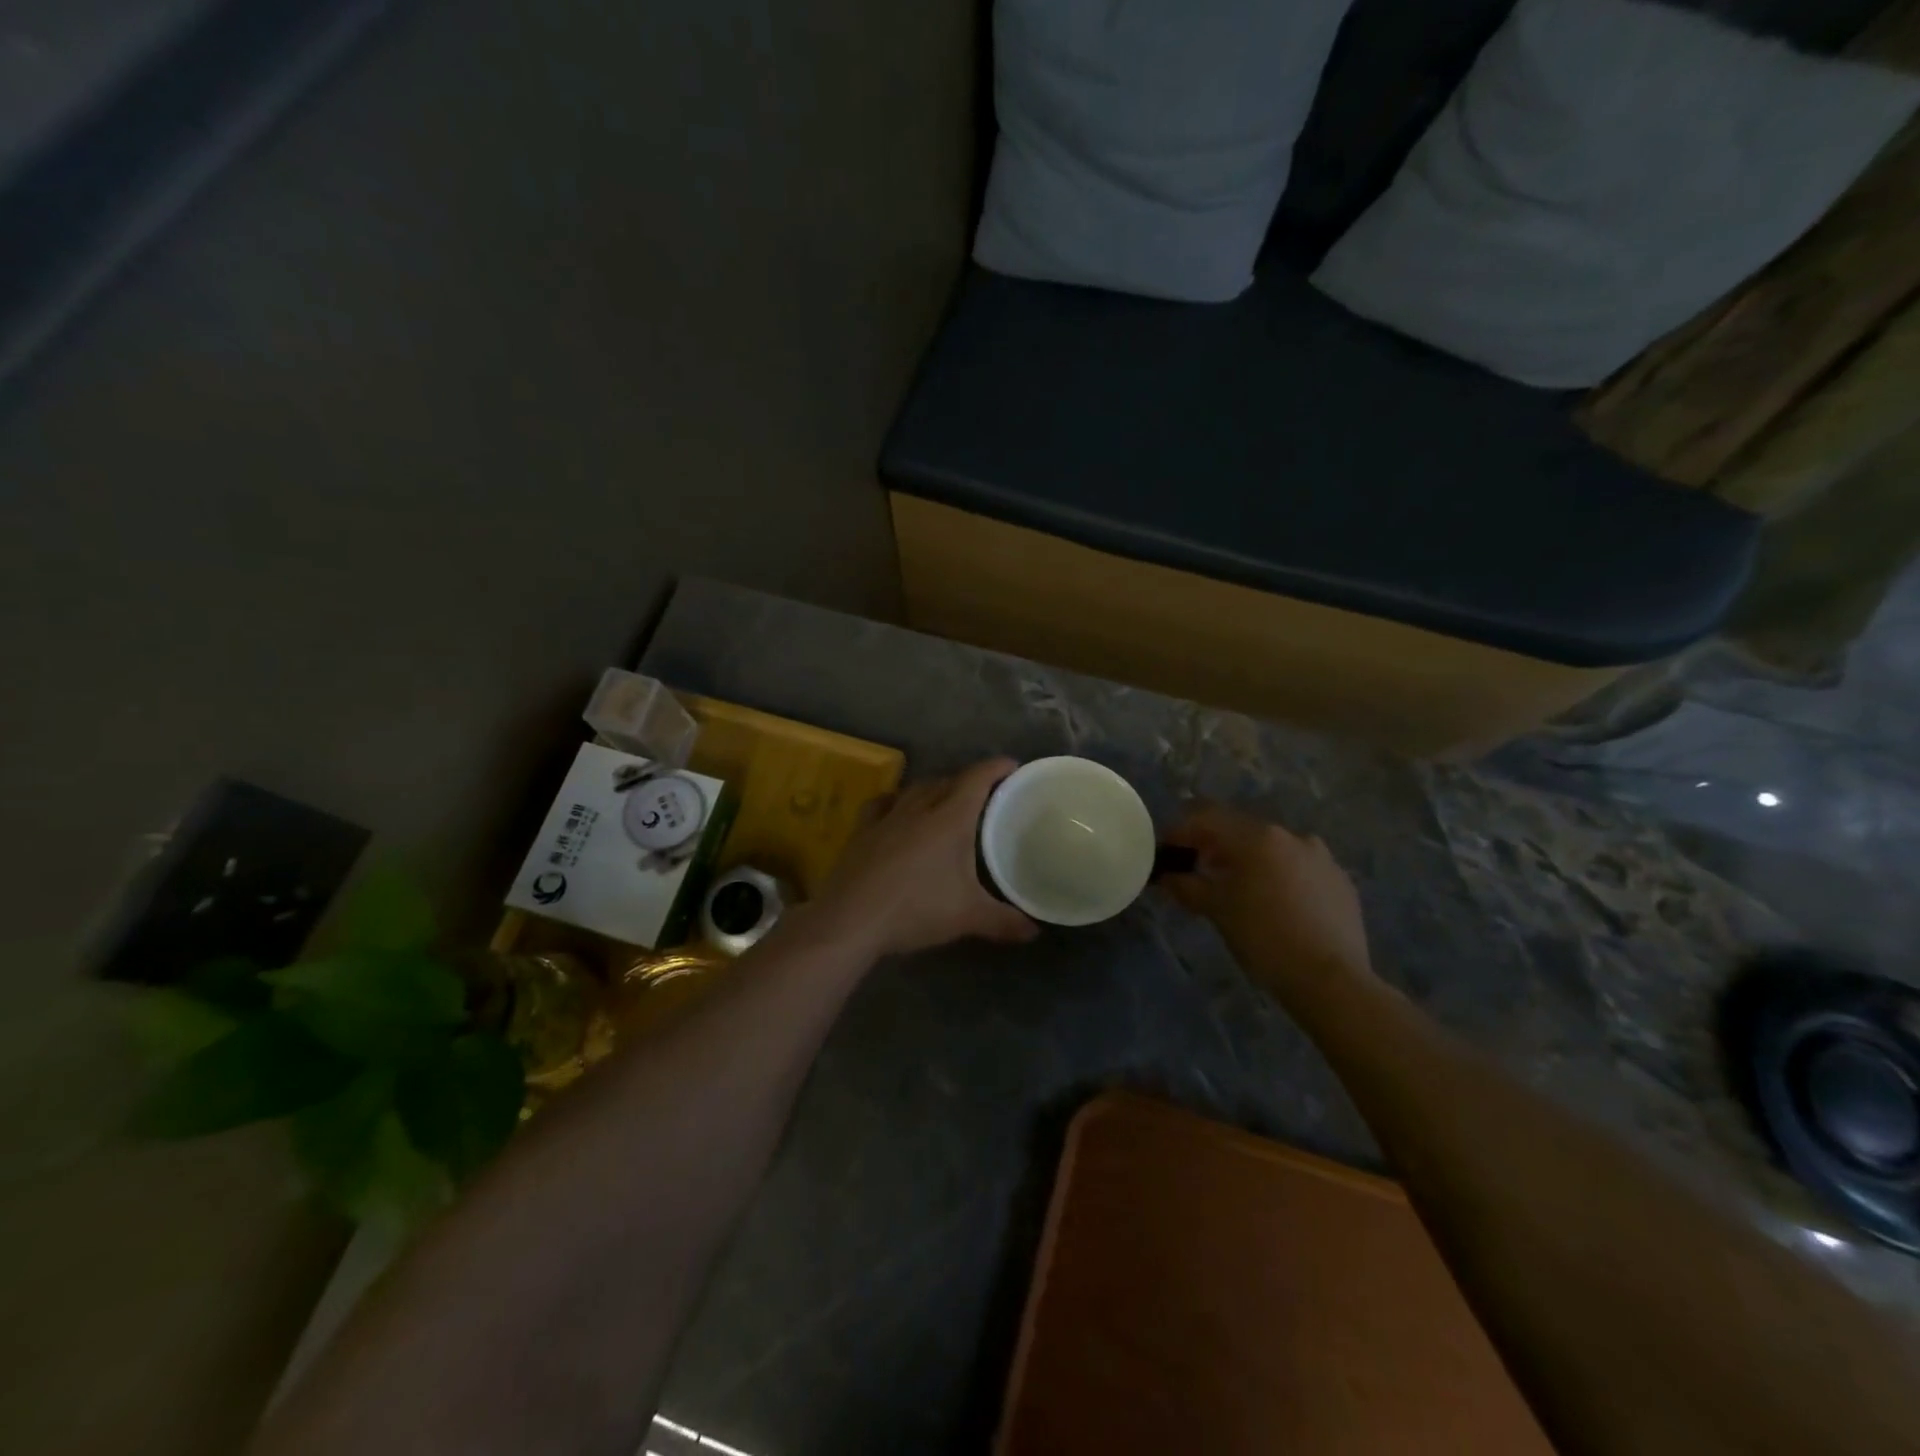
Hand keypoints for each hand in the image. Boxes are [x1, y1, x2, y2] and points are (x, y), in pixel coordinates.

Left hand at [811, 758, 1038, 957]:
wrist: (851, 919)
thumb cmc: (916, 909)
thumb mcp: (967, 917)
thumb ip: (1004, 921)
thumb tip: (1034, 931)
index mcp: (949, 819)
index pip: (977, 780)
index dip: (996, 768)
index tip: (1011, 764)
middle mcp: (918, 808)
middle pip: (947, 781)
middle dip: (967, 781)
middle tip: (984, 793)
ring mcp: (887, 817)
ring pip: (915, 789)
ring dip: (934, 788)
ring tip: (944, 799)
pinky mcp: (862, 831)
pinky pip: (883, 803)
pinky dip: (896, 800)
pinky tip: (896, 809)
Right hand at [1159, 804, 1371, 986]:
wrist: (1331, 980)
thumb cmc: (1264, 938)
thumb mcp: (1217, 910)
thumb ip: (1187, 886)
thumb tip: (1167, 877)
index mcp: (1257, 837)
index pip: (1207, 817)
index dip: (1180, 830)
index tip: (1167, 850)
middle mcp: (1291, 836)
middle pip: (1241, 829)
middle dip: (1215, 845)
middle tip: (1197, 868)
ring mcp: (1321, 857)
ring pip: (1272, 848)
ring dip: (1248, 860)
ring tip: (1237, 888)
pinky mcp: (1340, 881)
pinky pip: (1299, 868)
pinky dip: (1279, 875)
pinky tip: (1274, 904)